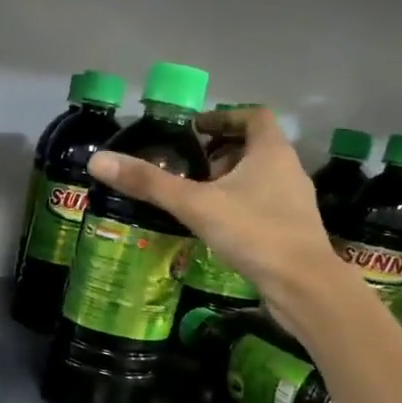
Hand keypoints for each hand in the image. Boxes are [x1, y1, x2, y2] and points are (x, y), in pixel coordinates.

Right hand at [88, 107, 335, 301]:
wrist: (303, 286)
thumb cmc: (254, 232)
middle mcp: (288, 170)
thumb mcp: (195, 204)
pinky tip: (216, 227)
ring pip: (260, 178)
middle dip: (221, 152)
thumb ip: (149, 183)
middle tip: (188, 166)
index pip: (253, 116)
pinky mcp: (293, 230)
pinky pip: (264, 206)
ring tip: (196, 197)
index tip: (195, 129)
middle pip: (255, 147)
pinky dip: (240, 207)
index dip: (224, 117)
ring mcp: (294, 202)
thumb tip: (98, 160)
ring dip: (230, 181)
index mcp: (271, 151)